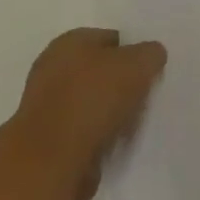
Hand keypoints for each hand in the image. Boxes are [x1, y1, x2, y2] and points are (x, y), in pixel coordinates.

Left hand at [13, 28, 166, 199]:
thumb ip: (150, 54)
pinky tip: (115, 143)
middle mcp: (53, 67)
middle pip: (101, 71)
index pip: (111, 38)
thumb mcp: (137, 65)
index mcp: (70, 42)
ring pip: (94, 103)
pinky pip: (85, 130)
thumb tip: (151, 55)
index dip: (134, 53)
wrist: (52, 161)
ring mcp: (48, 104)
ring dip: (113, 113)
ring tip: (133, 125)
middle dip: (123, 84)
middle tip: (146, 98)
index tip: (151, 72)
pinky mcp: (49, 138)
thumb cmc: (93, 100)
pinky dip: (100, 135)